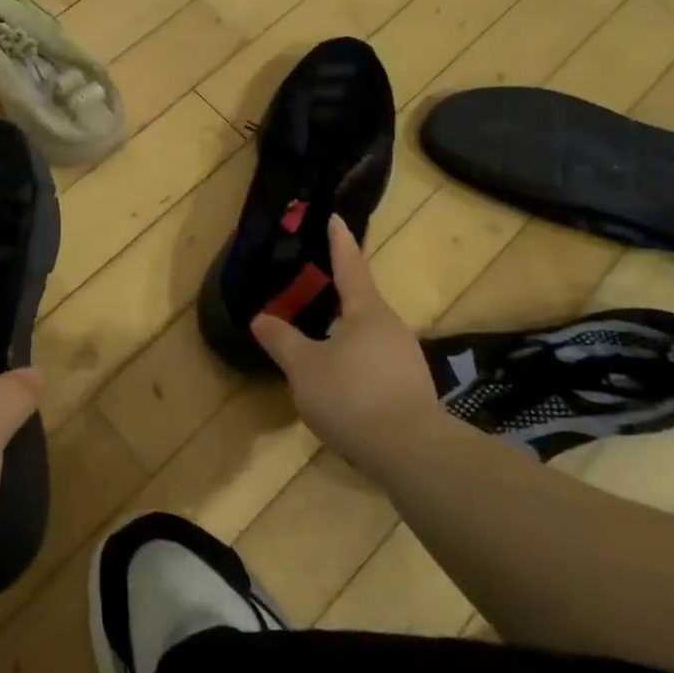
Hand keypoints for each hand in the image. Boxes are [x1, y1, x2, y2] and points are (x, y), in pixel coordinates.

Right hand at [250, 214, 443, 462]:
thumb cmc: (352, 395)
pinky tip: (340, 385)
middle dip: (338, 296)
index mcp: (366, 312)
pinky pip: (376, 364)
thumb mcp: (304, 367)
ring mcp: (406, 360)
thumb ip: (281, 340)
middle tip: (312, 292)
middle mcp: (391, 328)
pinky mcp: (411, 390)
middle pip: (361, 303)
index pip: (350, 267)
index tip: (337, 219)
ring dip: (345, 335)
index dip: (339, 243)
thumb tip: (261, 318)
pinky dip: (356, 364)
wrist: (412, 453)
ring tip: (319, 345)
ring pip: (368, 337)